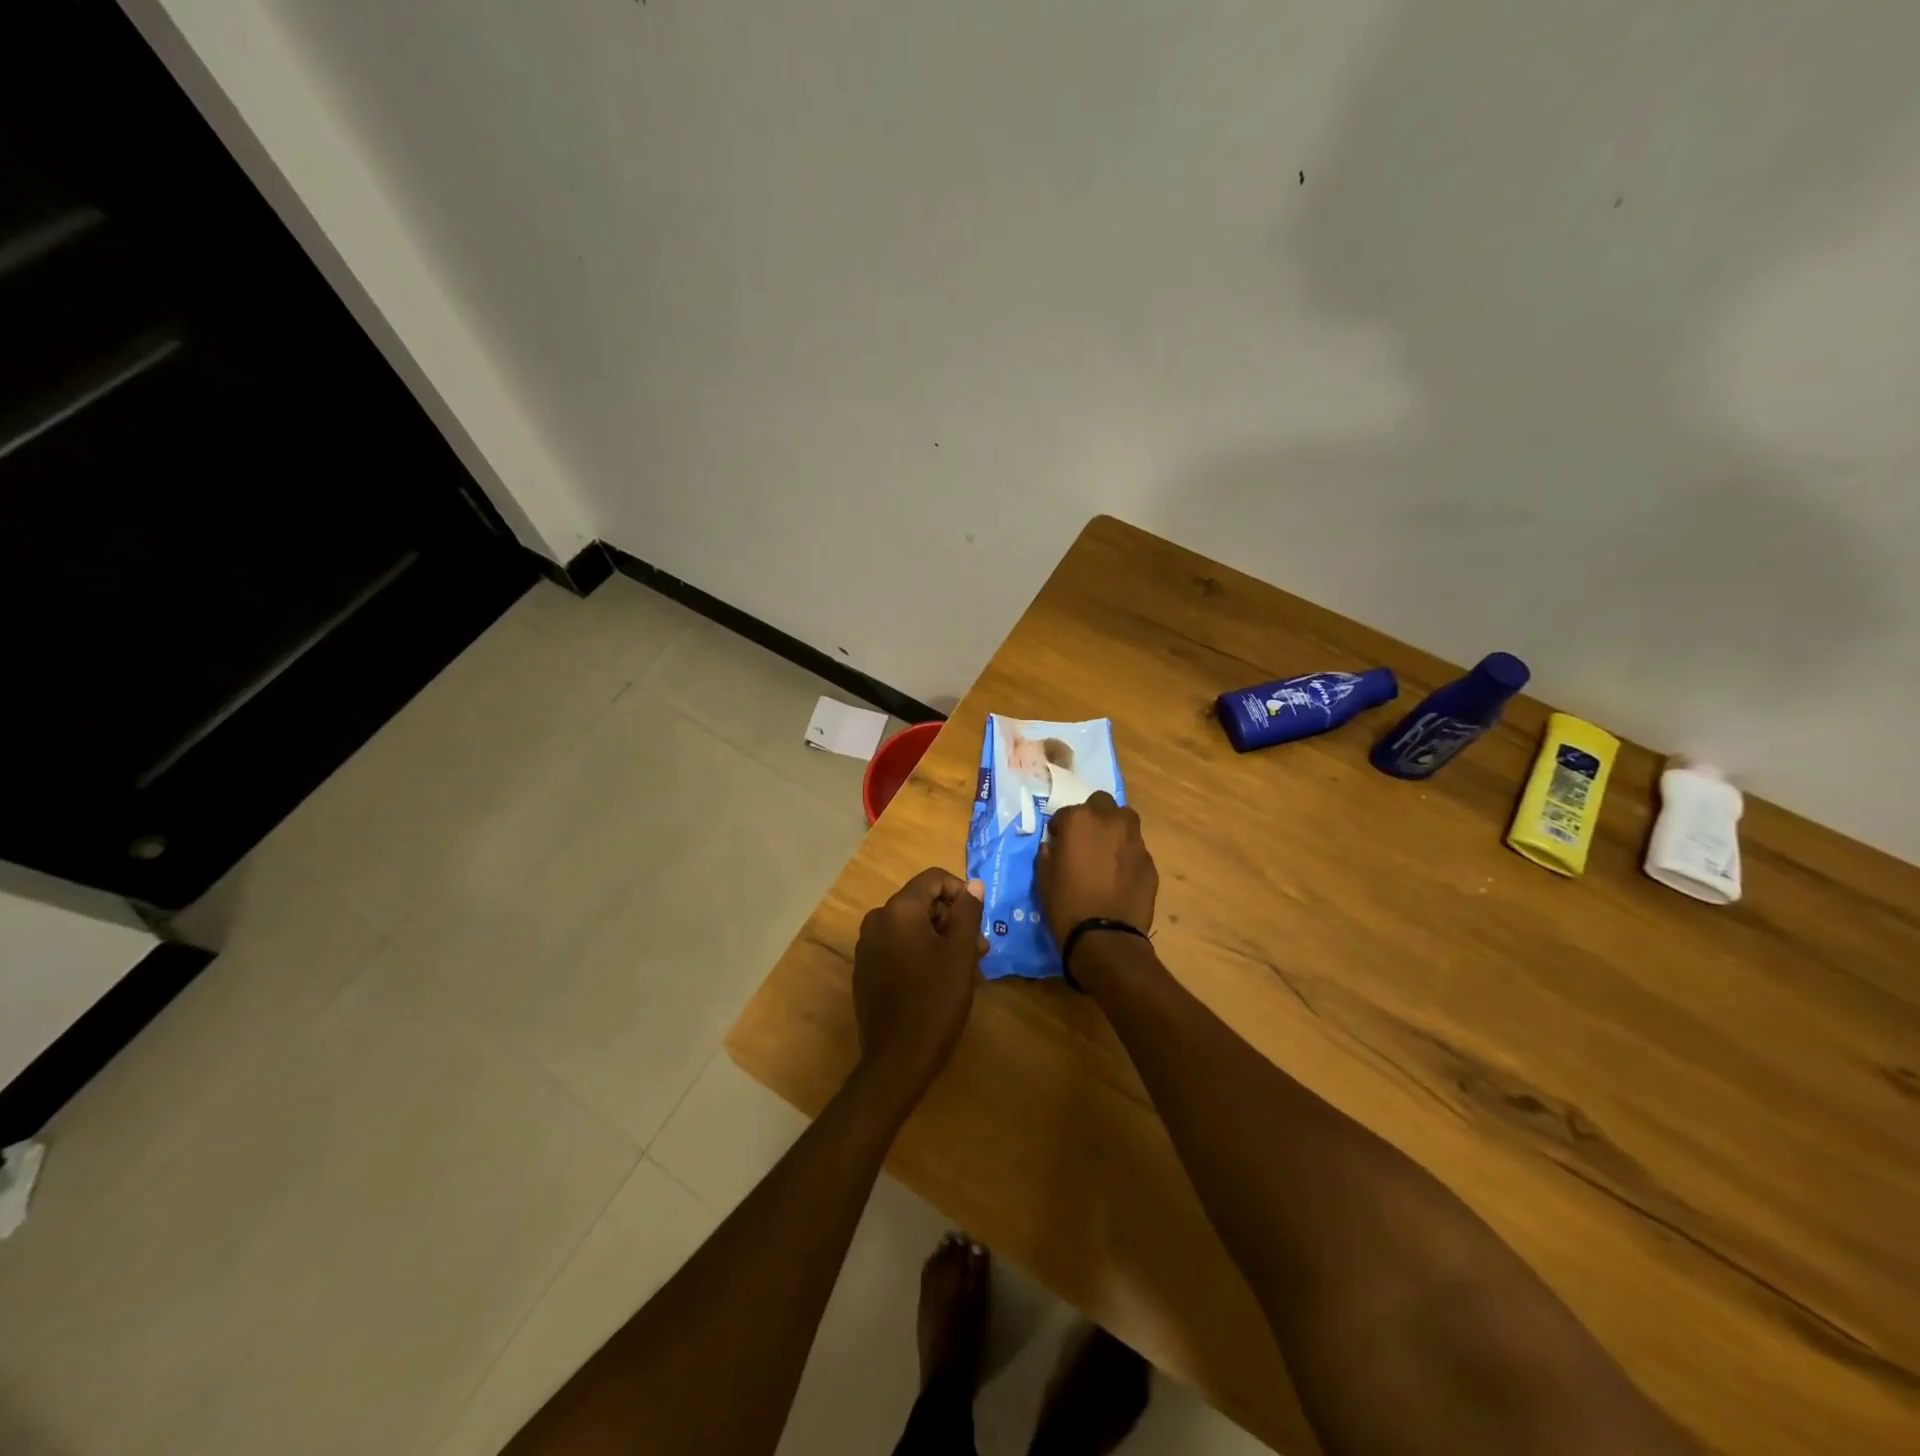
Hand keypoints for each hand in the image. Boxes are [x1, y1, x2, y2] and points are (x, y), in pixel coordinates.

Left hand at [853, 869, 987, 1094]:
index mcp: (899, 910)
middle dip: (952, 919)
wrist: (897, 1059)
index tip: (978, 920)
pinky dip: (919, 951)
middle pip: (921, 902)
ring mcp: (867, 945)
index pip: (933, 879)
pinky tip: (938, 978)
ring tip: (965, 966)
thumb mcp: (961, 953)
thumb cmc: (935, 1001)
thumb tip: (974, 884)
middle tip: (979, 948)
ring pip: (910, 926)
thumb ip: (968, 912)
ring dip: (939, 937)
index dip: (960, 892)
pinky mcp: (865, 968)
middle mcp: (877, 920)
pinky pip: (897, 945)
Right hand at [1036, 792, 1157, 943]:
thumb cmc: (1066, 904)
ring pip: (1125, 821)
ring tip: (1106, 852)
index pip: (1066, 813)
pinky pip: (1136, 848)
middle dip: (1093, 816)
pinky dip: (1127, 854)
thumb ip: (1048, 852)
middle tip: (1085, 839)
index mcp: (1080, 820)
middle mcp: (1111, 822)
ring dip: (1114, 829)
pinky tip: (1120, 875)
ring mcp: (1135, 840)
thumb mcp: (1043, 877)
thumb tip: (1055, 845)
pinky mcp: (1150, 861)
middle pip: (1102, 803)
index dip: (1060, 827)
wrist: (1105, 937)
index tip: (1058, 842)